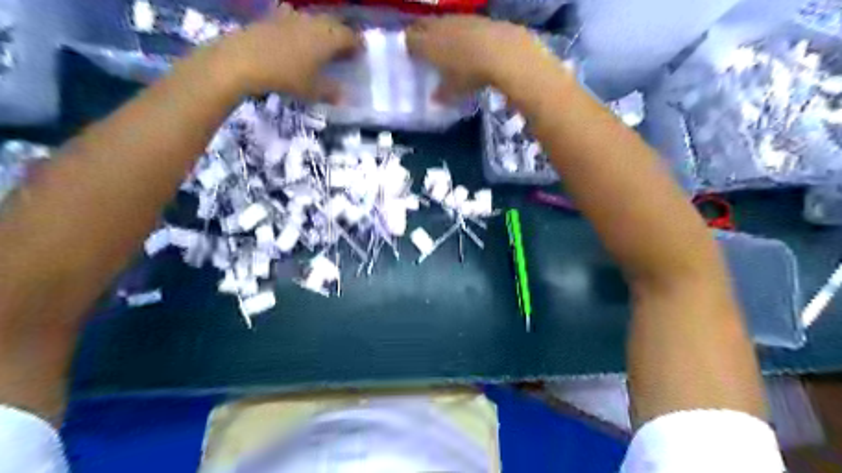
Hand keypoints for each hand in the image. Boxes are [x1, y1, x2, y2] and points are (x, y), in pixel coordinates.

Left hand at [211, 6, 357, 101]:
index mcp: (328, 38)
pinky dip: (300, 26)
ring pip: (315, 19)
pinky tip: (295, 35)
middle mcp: (314, 23)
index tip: (361, 54)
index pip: (351, 37)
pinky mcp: (274, 17)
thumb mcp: (312, 90)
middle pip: (334, 24)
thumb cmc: (286, 77)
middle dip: (342, 35)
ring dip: (322, 30)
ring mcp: (293, 17)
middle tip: (344, 50)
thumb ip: (331, 92)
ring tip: (321, 44)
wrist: (244, 60)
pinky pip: (294, 17)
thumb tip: (344, 96)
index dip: (358, 45)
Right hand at [407, 15, 546, 100]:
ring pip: (442, 22)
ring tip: (446, 46)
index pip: (409, 39)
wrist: (503, 52)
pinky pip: (461, 23)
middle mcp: (439, 27)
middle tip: (424, 48)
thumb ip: (441, 94)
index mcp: (427, 44)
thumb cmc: (470, 74)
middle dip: (421, 34)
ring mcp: (458, 19)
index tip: (412, 56)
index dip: (409, 47)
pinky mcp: (476, 18)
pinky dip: (459, 32)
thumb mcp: (454, 90)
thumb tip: (435, 98)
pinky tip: (467, 44)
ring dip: (440, 31)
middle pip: (422, 25)